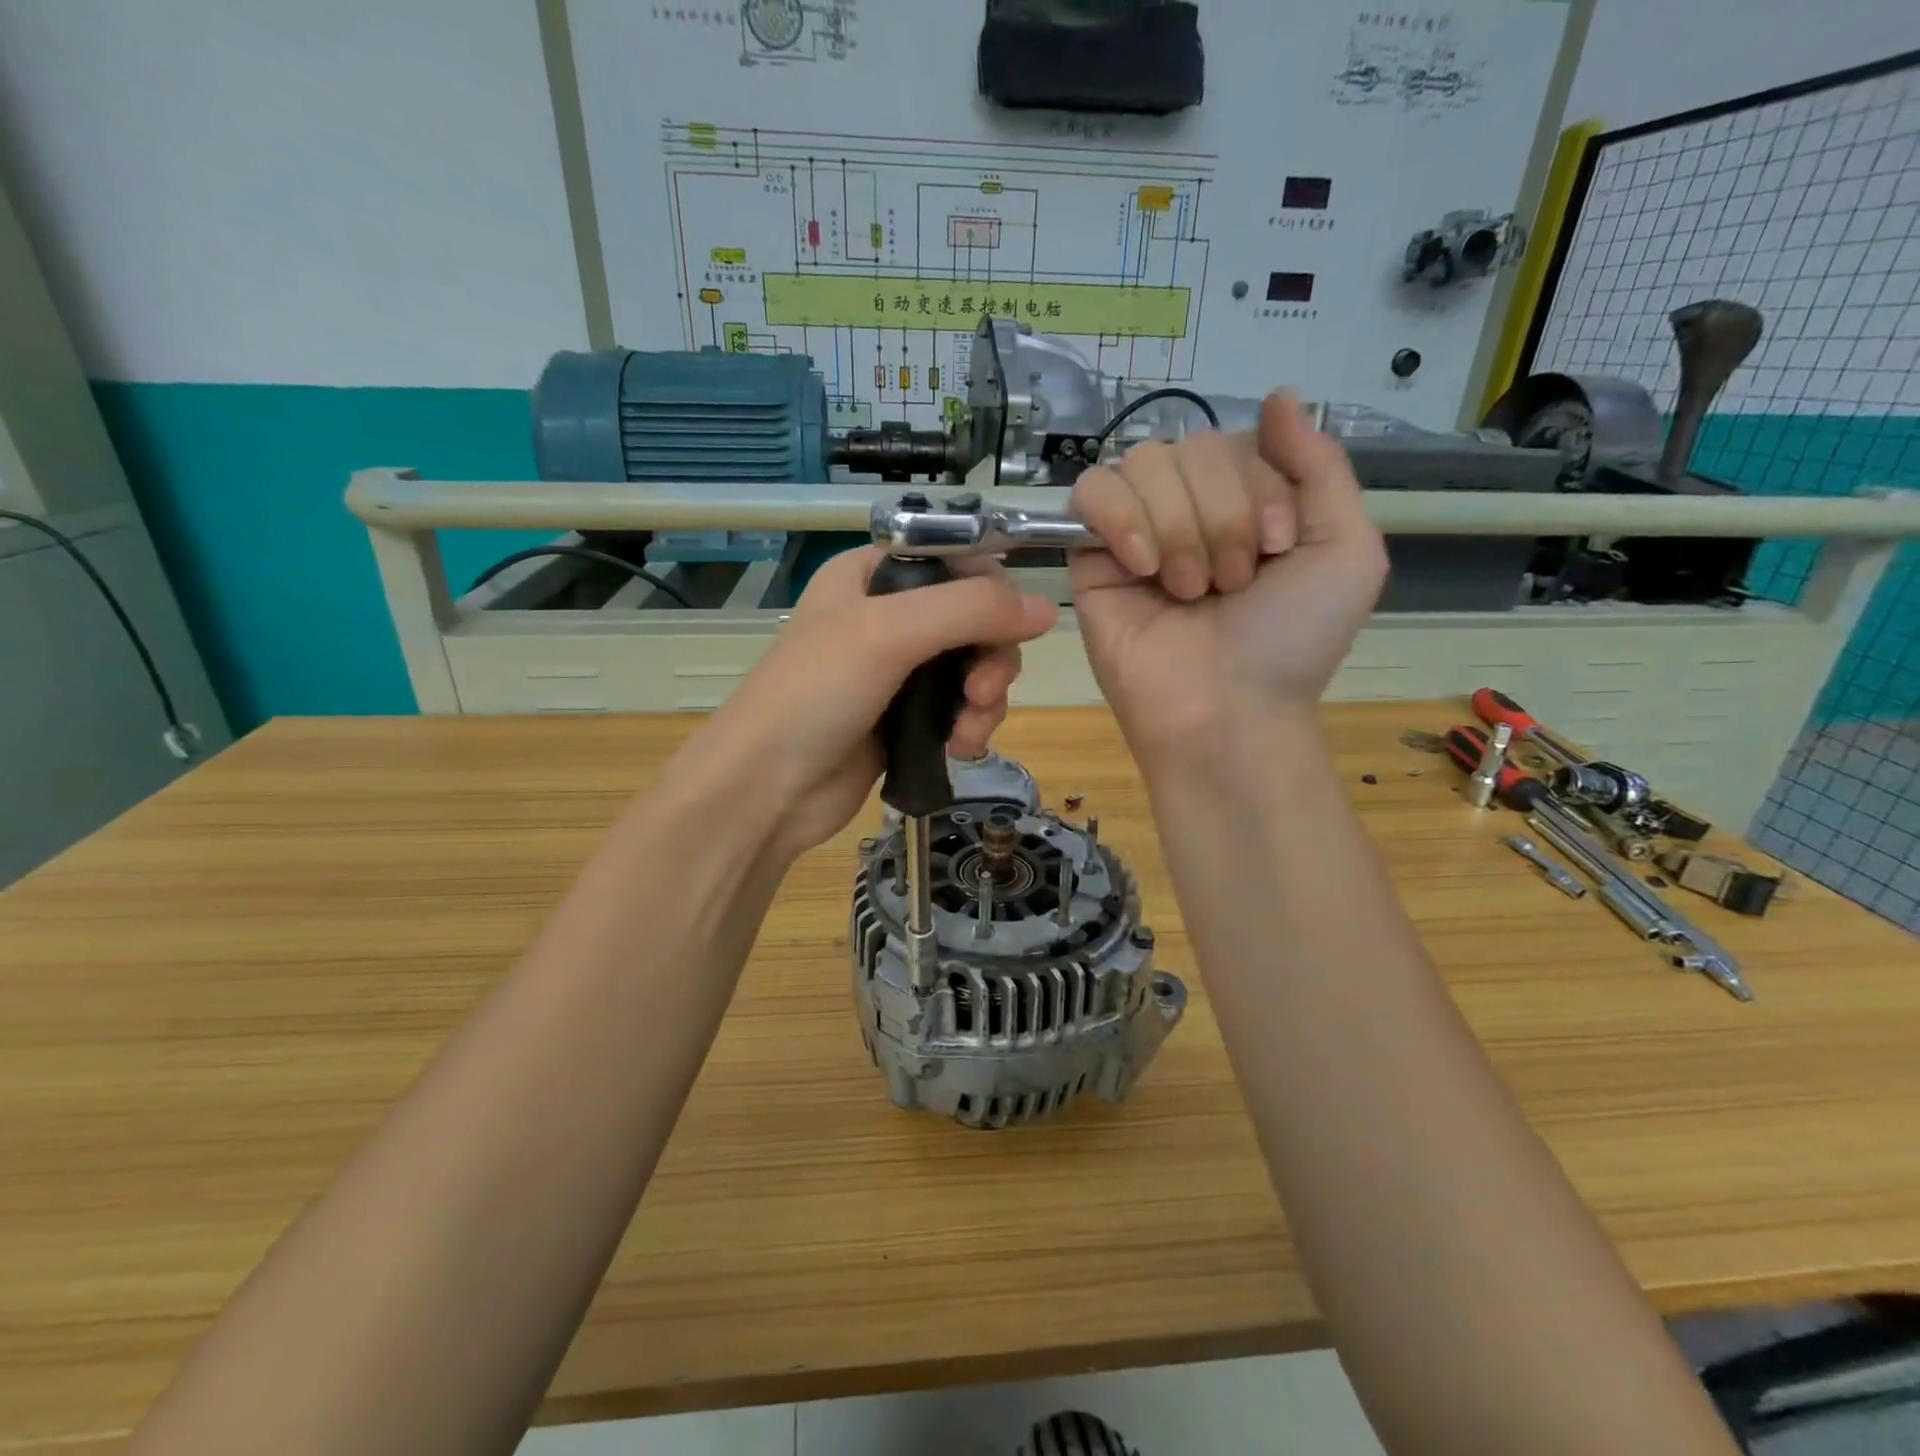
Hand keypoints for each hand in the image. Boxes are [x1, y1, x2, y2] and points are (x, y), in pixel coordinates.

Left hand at [679, 546, 1056, 858]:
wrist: (765, 789)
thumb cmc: (816, 694)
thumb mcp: (889, 633)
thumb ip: (971, 610)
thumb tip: (1047, 609)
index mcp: (872, 574)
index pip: (957, 560)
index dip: (992, 590)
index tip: (1010, 627)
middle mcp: (887, 616)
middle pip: (975, 619)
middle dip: (991, 657)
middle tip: (980, 692)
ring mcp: (897, 671)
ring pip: (974, 668)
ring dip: (984, 699)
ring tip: (967, 732)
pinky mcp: (905, 718)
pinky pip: (960, 709)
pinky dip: (970, 725)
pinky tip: (960, 749)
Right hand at [1070, 392, 1386, 761]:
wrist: (1227, 711)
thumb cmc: (1291, 641)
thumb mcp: (1346, 549)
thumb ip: (1320, 465)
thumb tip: (1281, 394)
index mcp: (1247, 501)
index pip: (1241, 439)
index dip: (1260, 487)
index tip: (1275, 548)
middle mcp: (1191, 508)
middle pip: (1192, 447)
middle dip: (1221, 515)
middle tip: (1230, 584)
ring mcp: (1137, 531)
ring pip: (1144, 464)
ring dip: (1178, 527)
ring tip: (1189, 590)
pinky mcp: (1090, 556)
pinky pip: (1092, 493)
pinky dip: (1121, 518)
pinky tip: (1142, 567)